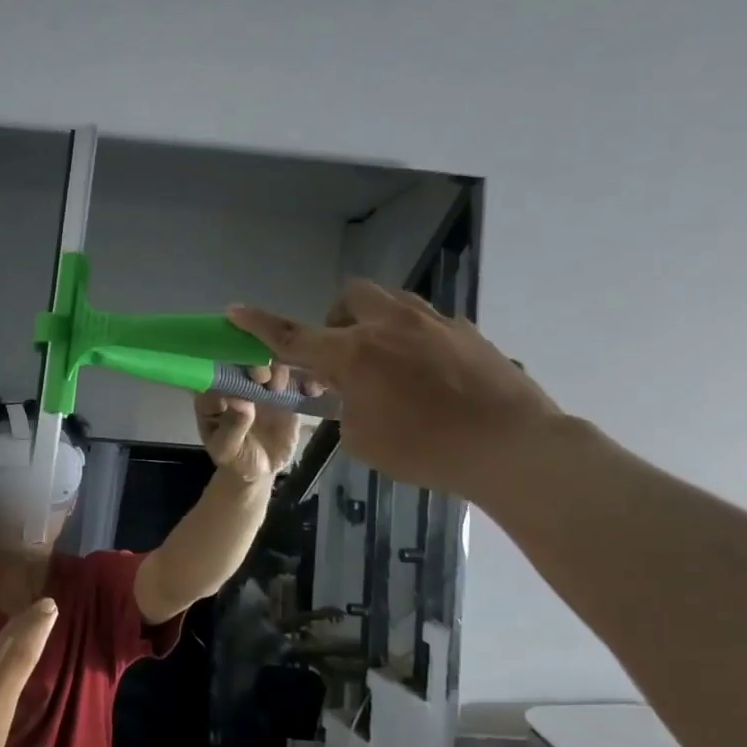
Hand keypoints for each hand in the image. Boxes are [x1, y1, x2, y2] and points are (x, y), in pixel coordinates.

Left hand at [194, 364, 305, 482]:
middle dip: (254, 364)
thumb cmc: (235, 458)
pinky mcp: (286, 392)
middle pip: (246, 363)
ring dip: (278, 370)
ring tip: (279, 387)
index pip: (216, 373)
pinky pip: (297, 383)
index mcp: (214, 394)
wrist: (261, 469)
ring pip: (272, 367)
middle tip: (262, 377)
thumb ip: (231, 427)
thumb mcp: (227, 449)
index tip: (239, 375)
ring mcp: (263, 386)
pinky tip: (311, 390)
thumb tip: (240, 402)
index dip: (228, 369)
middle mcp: (238, 383)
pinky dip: (307, 381)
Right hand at [228, 281, 562, 500]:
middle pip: (350, 297)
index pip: (293, 337)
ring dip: (377, 324)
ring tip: (388, 364)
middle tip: (344, 356)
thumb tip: (352, 396)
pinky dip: (414, 341)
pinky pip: (427, 323)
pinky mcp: (466, 332)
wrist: (511, 446)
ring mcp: (433, 323)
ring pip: (392, 303)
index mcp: (354, 354)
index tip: (235, 310)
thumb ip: (345, 409)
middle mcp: (389, 326)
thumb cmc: (425, 450)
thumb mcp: (363, 440)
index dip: (260, 326)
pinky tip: (430, 377)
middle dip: (338, 320)